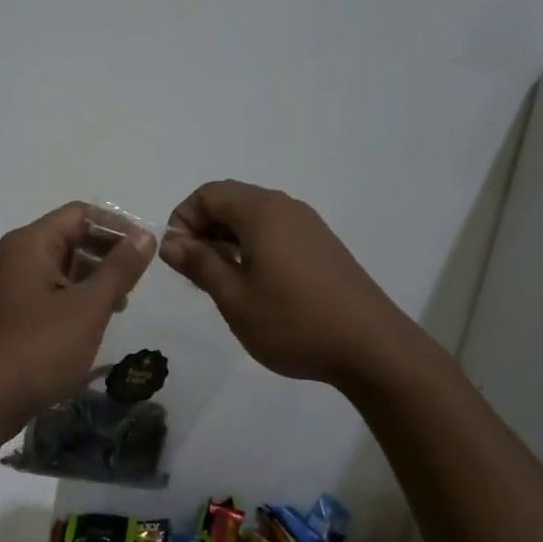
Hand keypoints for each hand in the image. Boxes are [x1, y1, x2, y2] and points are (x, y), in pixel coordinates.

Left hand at [0, 202, 156, 436]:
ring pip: (66, 266)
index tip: (147, 251)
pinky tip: (98, 320)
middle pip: (73, 236)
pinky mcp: (18, 313)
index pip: (81, 213)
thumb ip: (118, 269)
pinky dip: (80, 298)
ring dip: (97, 278)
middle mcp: (20, 256)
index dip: (117, 226)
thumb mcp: (87, 308)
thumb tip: (144, 236)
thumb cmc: (37, 349)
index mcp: (31, 243)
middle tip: (139, 280)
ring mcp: (16, 286)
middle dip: (109, 253)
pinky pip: (55, 291)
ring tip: (123, 302)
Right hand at [161, 180, 412, 389]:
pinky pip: (275, 232)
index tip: (178, 258)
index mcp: (262, 211)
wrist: (371, 347)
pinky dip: (252, 247)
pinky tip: (254, 285)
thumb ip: (199, 263)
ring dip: (227, 240)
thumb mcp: (234, 297)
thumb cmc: (293, 321)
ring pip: (253, 218)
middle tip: (194, 273)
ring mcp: (308, 226)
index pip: (208, 194)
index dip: (183, 219)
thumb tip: (170, 242)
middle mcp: (286, 207)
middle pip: (231, 201)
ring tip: (220, 282)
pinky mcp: (322, 246)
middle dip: (203, 229)